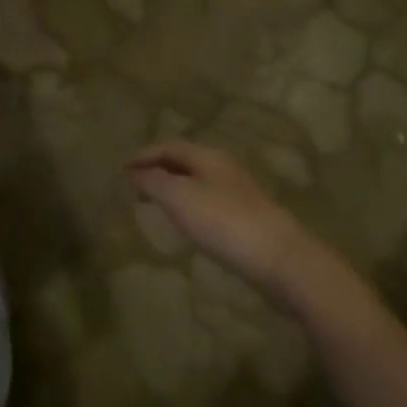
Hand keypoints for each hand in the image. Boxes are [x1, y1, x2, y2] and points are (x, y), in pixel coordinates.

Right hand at [128, 141, 324, 298]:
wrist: (284, 260)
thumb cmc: (226, 223)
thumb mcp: (180, 199)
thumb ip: (154, 182)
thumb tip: (135, 174)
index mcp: (207, 156)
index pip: (168, 146)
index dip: (143, 156)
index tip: (122, 171)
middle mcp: (224, 167)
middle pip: (184, 161)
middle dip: (158, 170)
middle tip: (136, 187)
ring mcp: (240, 192)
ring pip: (199, 182)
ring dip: (175, 188)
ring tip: (158, 206)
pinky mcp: (250, 218)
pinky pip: (211, 201)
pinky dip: (191, 206)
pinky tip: (190, 225)